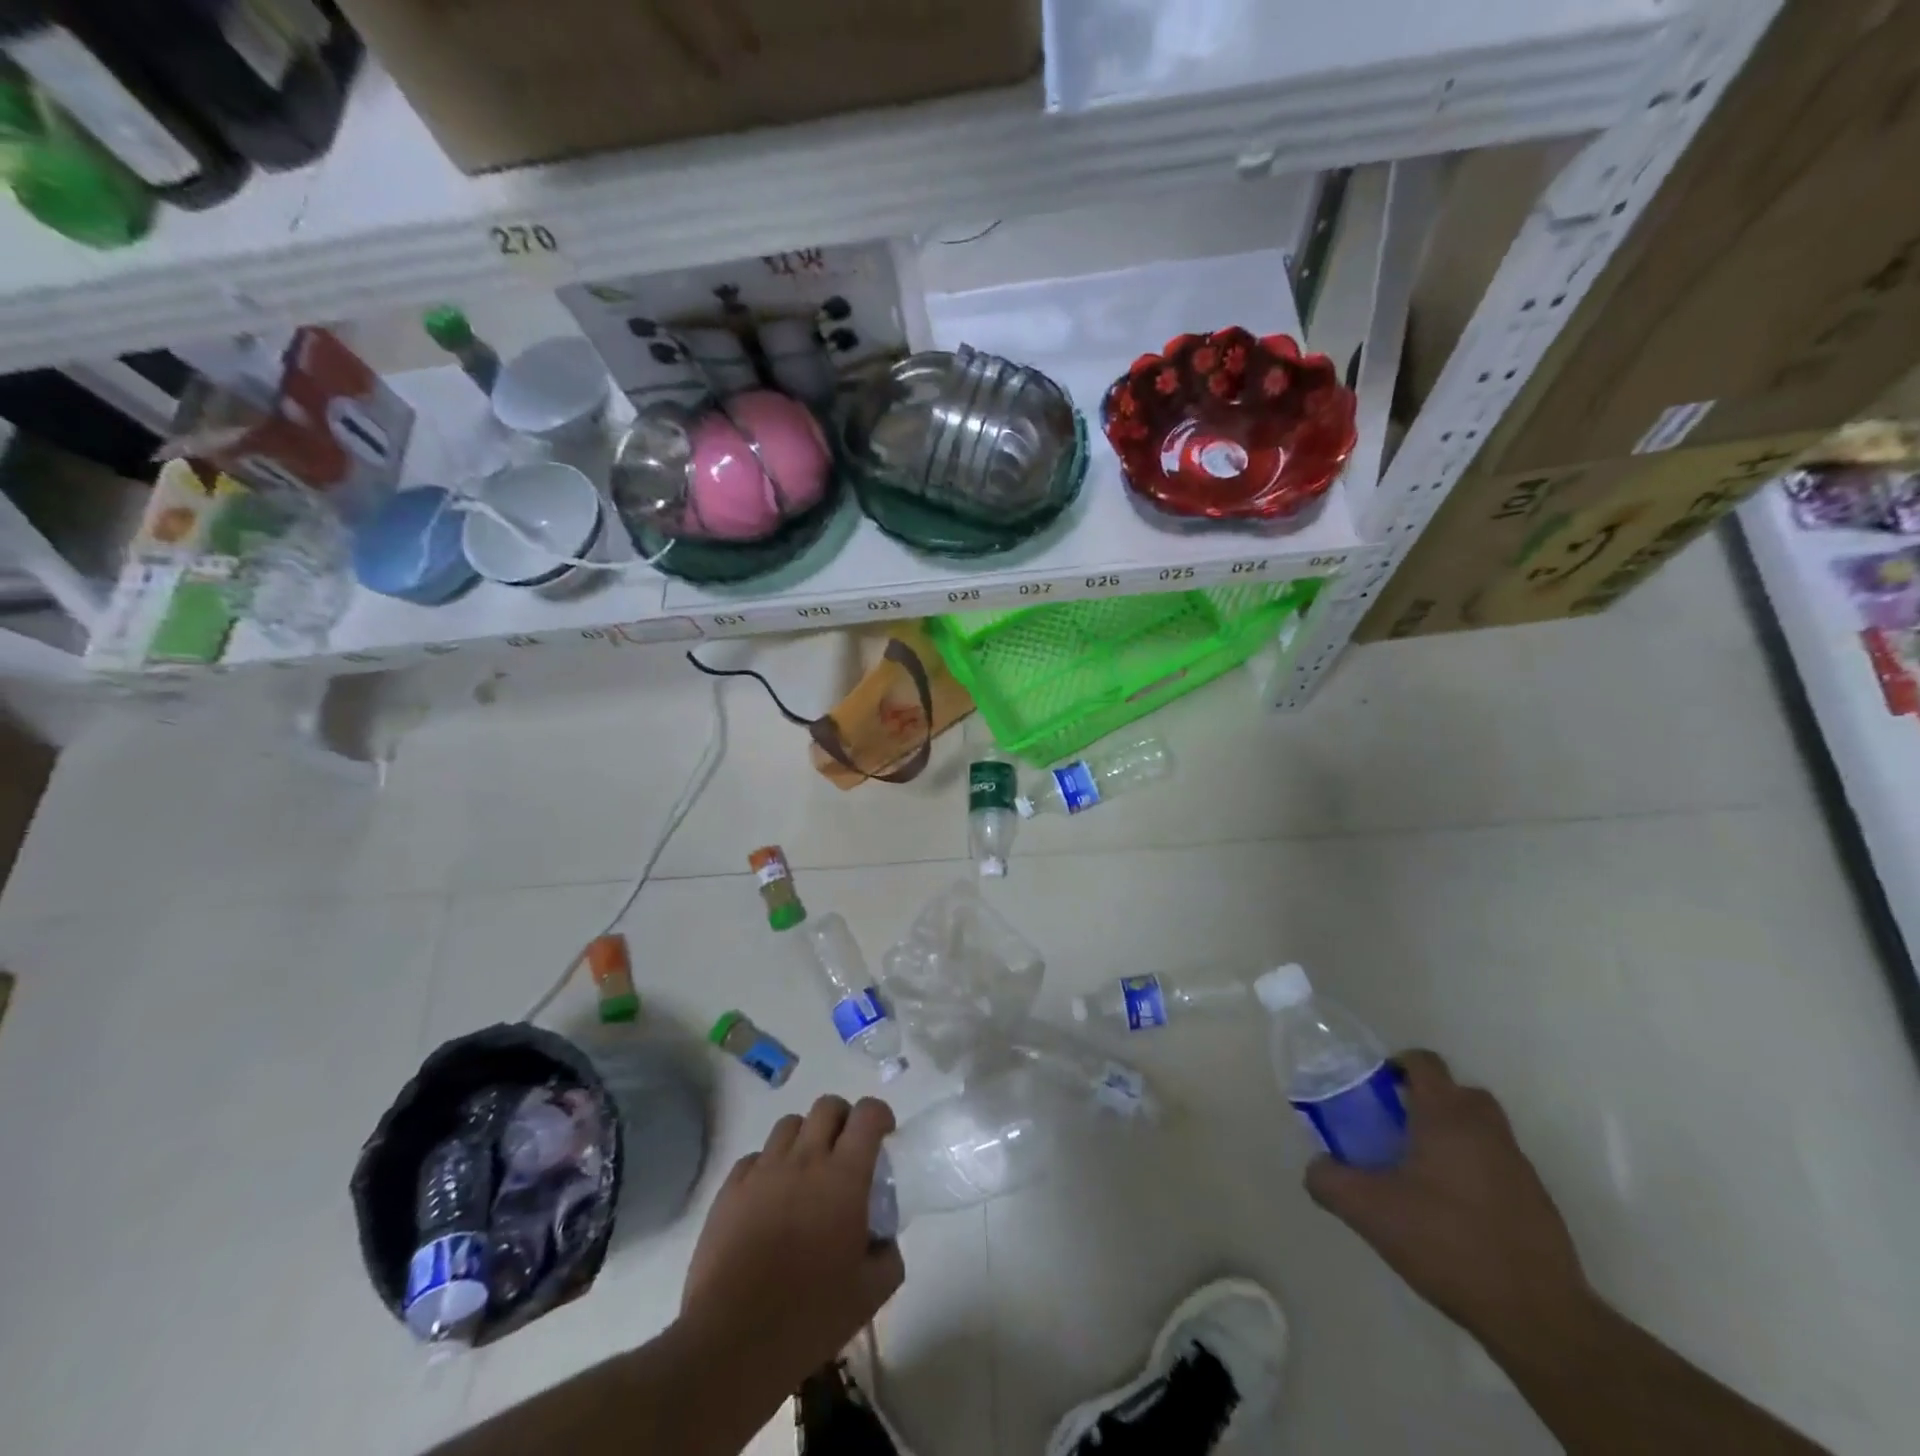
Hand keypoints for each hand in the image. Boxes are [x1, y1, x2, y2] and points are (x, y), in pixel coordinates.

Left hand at [681, 1096, 903, 1391]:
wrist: (732, 1342)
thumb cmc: (810, 1316)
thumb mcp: (870, 1294)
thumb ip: (888, 1255)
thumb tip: (884, 1240)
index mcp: (844, 1176)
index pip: (867, 1114)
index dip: (880, 1116)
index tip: (884, 1136)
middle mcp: (805, 1159)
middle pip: (827, 1106)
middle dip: (843, 1119)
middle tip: (847, 1153)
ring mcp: (763, 1170)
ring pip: (789, 1125)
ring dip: (805, 1138)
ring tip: (806, 1173)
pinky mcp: (730, 1189)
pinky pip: (754, 1157)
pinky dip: (768, 1167)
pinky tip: (770, 1199)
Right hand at [1304, 1050, 1590, 1350]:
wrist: (1538, 1317)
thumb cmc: (1447, 1243)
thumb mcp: (1369, 1212)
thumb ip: (1329, 1180)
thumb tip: (1316, 1167)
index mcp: (1447, 1116)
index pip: (1424, 1062)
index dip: (1397, 1065)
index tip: (1376, 1089)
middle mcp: (1487, 1129)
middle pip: (1457, 1091)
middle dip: (1427, 1101)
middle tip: (1396, 1129)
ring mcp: (1519, 1166)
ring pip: (1481, 1129)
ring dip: (1452, 1136)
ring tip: (1421, 1174)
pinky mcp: (1539, 1202)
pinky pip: (1498, 1166)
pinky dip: (1475, 1172)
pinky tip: (1454, 1212)